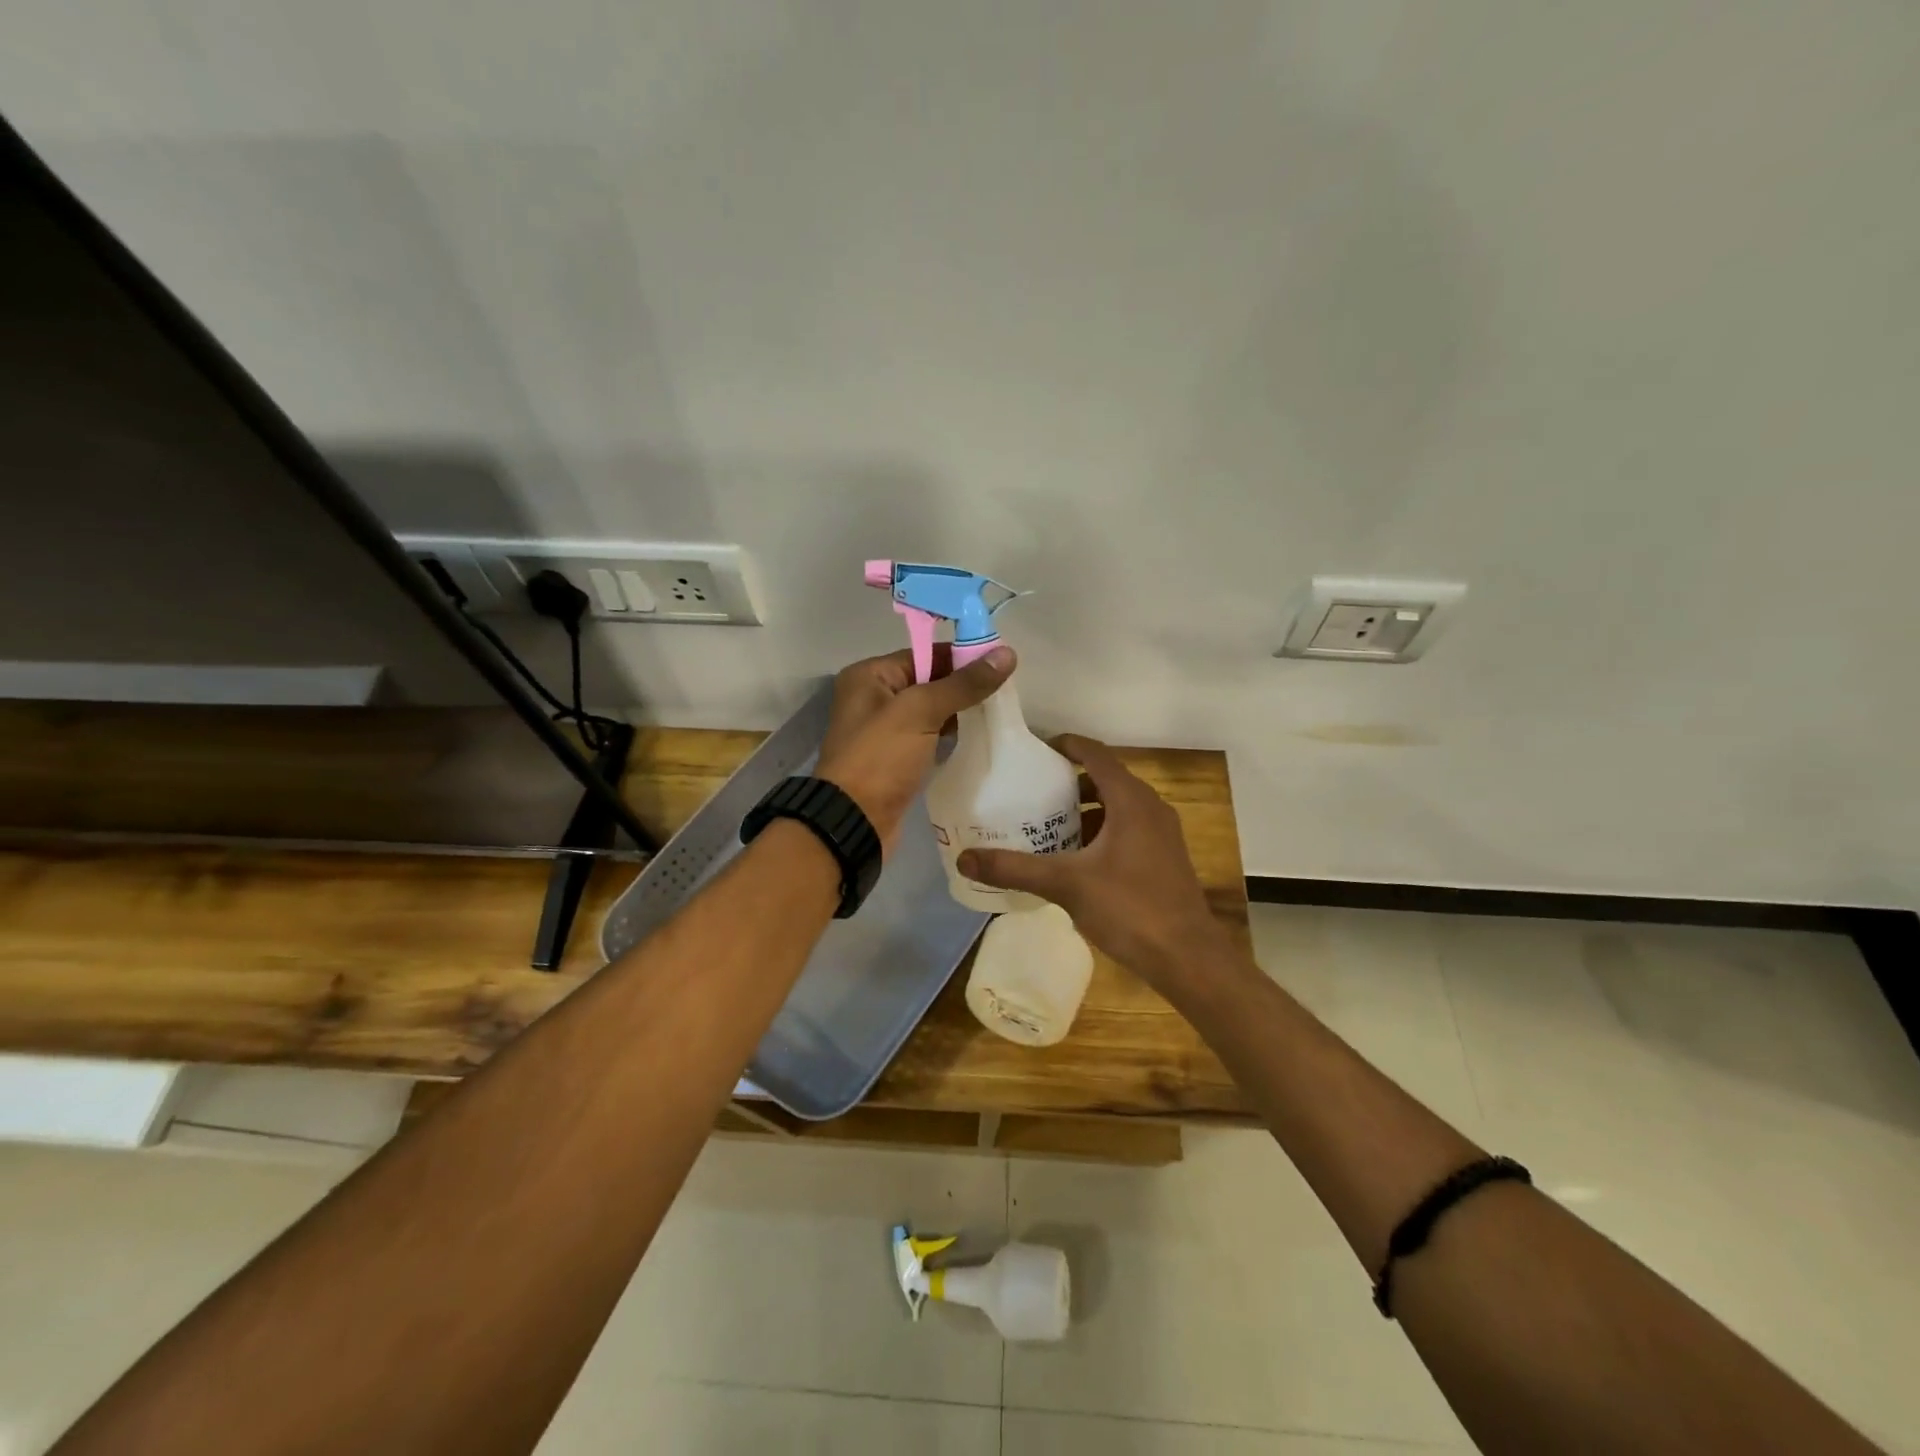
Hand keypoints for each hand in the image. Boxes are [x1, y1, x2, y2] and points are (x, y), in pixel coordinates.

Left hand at [815, 645, 1014, 850]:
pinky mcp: (895, 759)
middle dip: (963, 685)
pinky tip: (977, 737)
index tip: (1001, 663)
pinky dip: (949, 735)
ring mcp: (884, 731)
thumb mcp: (921, 711)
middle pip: (928, 681)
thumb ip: (963, 684)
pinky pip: (927, 737)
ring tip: (998, 711)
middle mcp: (873, 698)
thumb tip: (1006, 653)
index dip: (961, 657)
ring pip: (930, 711)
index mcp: (870, 676)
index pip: (924, 655)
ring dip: (959, 712)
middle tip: (1005, 690)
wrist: (855, 822)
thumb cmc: (881, 757)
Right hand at [956, 735, 1227, 987]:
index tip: (1033, 752)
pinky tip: (1076, 860)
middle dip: (1068, 782)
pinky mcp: (1163, 857)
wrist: (1187, 957)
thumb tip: (964, 859)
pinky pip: (1127, 829)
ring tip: (1047, 825)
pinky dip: (1101, 832)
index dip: (1065, 745)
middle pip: (1105, 778)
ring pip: (1117, 806)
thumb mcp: (1066, 885)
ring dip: (1085, 810)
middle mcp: (1150, 807)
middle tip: (1031, 793)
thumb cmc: (1129, 908)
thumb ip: (1015, 869)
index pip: (1095, 753)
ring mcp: (1161, 833)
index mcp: (1131, 800)